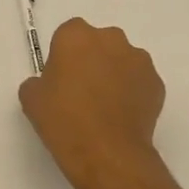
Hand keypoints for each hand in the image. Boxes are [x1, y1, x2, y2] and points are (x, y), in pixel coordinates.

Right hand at [18, 19, 168, 188]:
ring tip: (105, 108)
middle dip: (92, 60)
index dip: (64, 55)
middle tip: (82, 91)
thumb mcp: (31, 100)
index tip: (60, 78)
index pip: (68, 34)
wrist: (107, 153)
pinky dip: (133, 93)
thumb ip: (38, 81)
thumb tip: (50, 84)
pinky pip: (140, 82)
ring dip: (114, 74)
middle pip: (98, 43)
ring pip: (122, 60)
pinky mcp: (157, 83)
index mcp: (76, 36)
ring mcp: (139, 60)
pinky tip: (122, 117)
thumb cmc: (64, 121)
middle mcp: (111, 39)